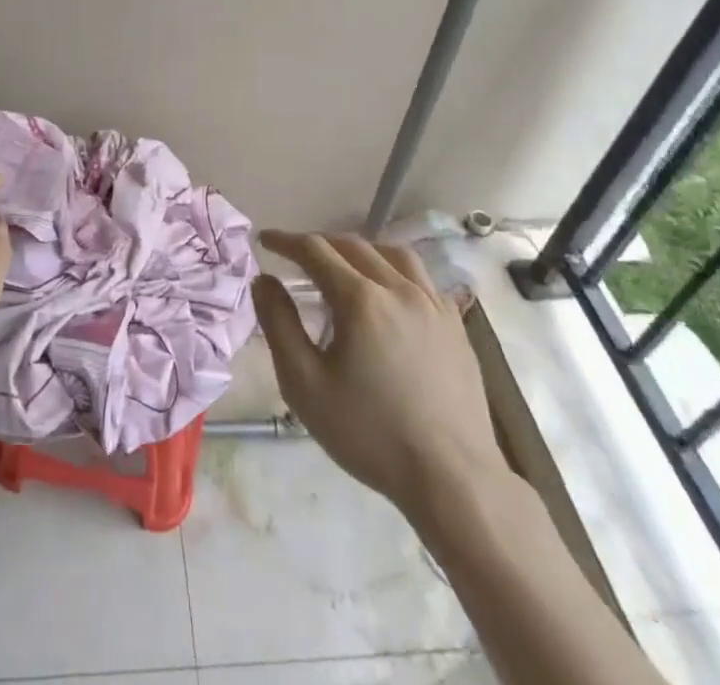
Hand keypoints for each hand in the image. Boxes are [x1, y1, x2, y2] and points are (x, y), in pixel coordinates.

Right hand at [252, 230, 509, 534]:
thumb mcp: (305, 384)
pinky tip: (390, 295)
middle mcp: (399, 289)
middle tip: (297, 255)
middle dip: (319, 244)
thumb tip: (263, 280)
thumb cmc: (370, 434)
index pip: (315, 250)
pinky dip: (396, 272)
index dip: (286, 241)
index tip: (265, 240)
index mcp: (360, 299)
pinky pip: (423, 279)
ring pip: (393, 255)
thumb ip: (279, 324)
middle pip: (353, 246)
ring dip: (361, 251)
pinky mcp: (456, 326)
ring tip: (344, 265)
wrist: (453, 480)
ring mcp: (433, 305)